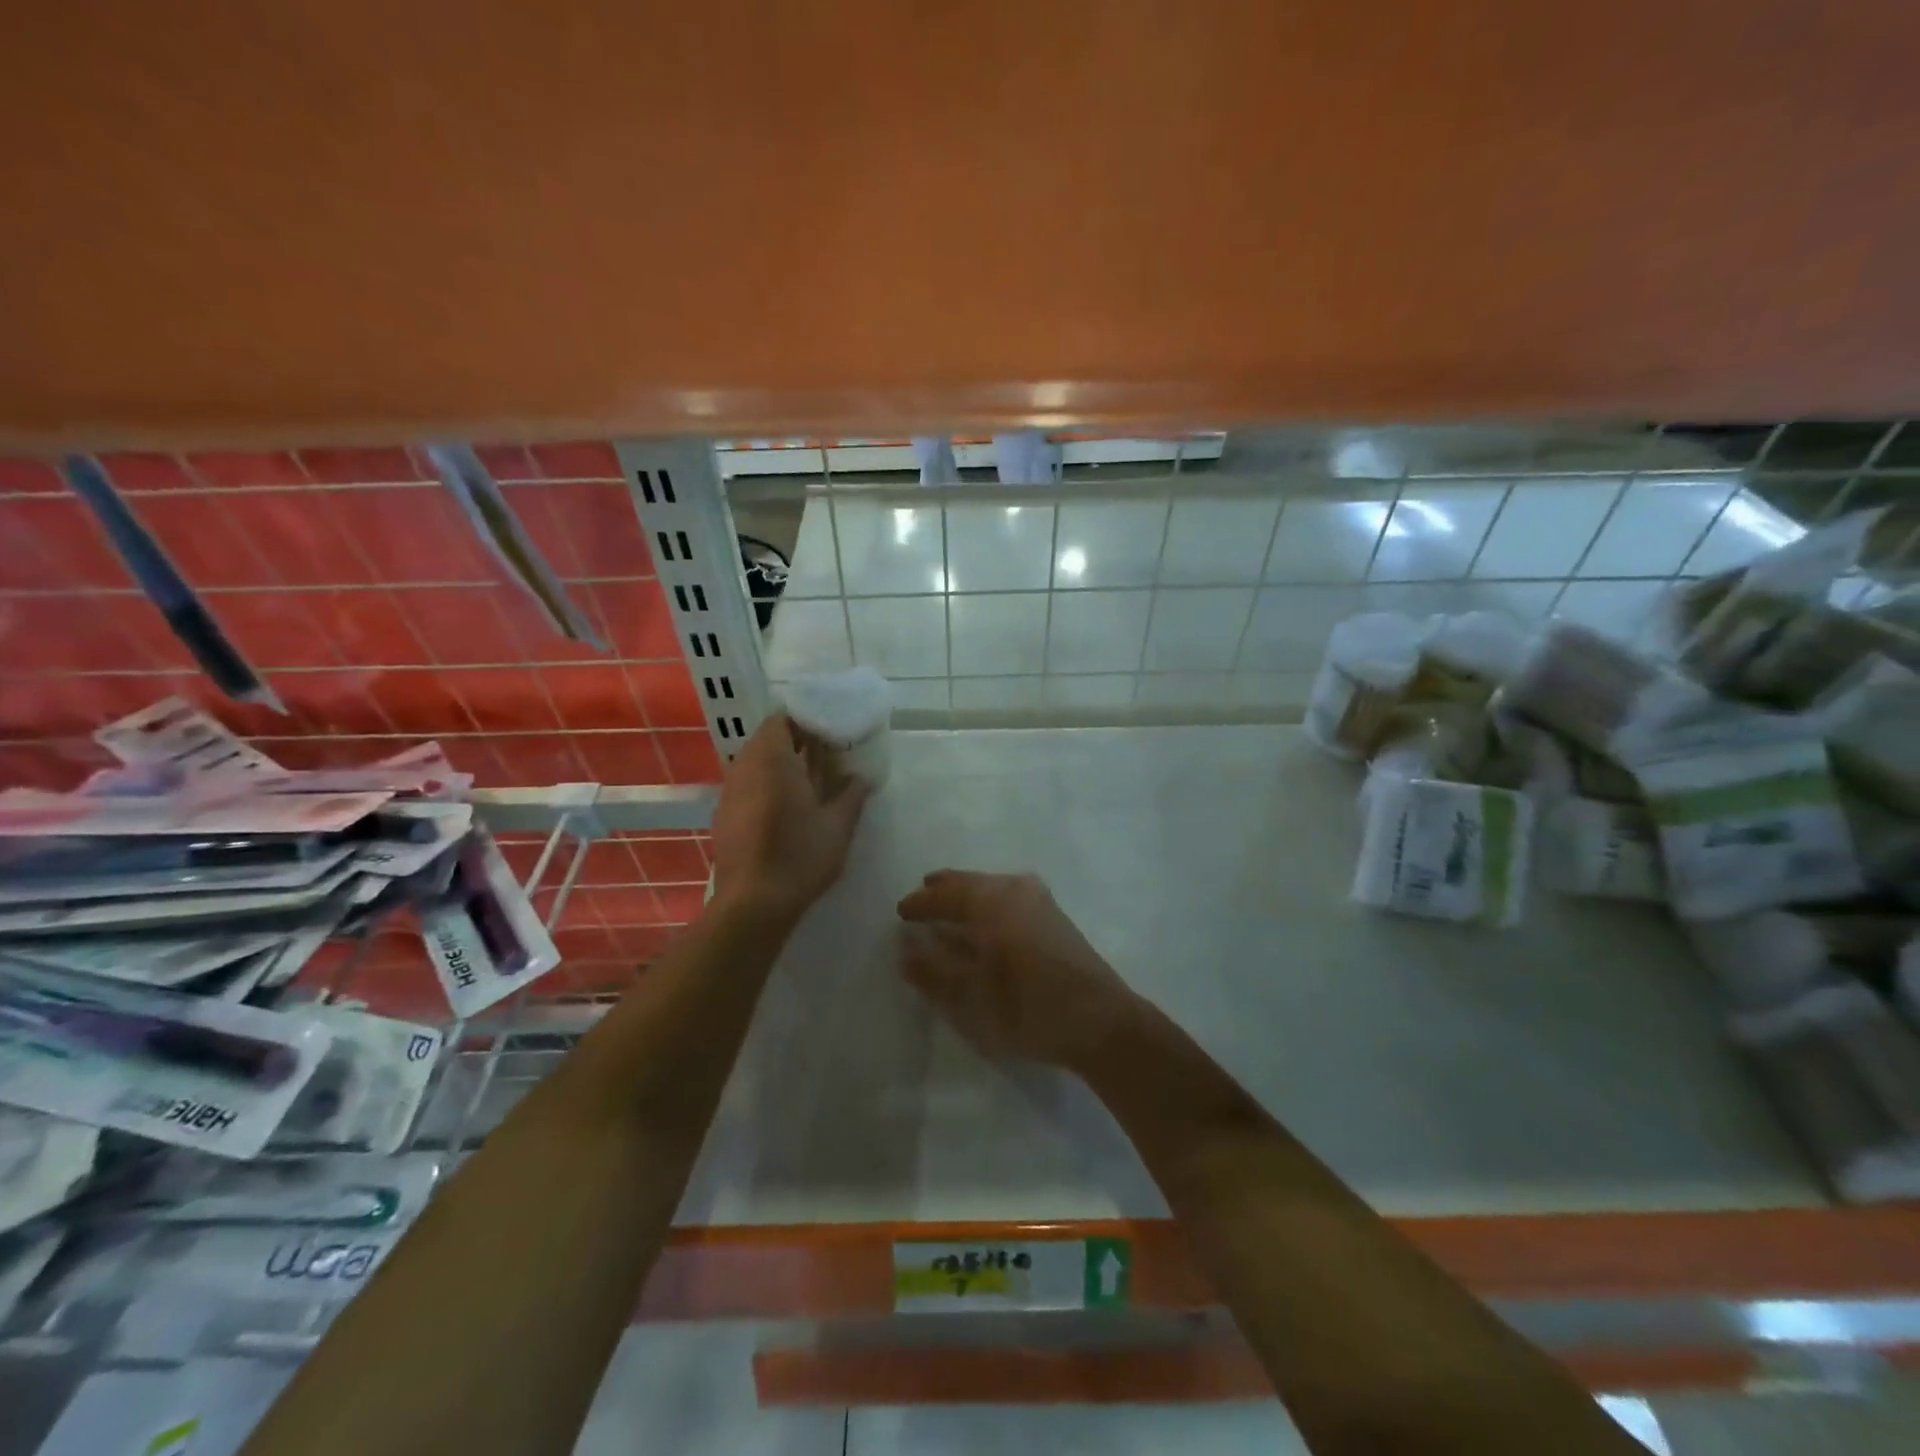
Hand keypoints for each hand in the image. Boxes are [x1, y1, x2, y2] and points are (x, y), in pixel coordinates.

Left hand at [711, 714, 869, 921]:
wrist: (752, 904)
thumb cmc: (799, 856)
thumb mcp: (838, 826)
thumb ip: (852, 795)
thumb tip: (862, 778)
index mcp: (772, 759)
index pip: (782, 718)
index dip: (806, 719)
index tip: (830, 727)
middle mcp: (745, 767)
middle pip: (769, 739)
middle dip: (797, 741)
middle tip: (827, 751)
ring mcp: (730, 791)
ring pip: (757, 762)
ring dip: (782, 764)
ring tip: (812, 778)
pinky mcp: (725, 814)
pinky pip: (748, 784)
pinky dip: (768, 784)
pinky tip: (789, 805)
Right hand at [896, 870, 1136, 1071]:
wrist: (1101, 1021)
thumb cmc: (1028, 1008)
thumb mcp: (971, 997)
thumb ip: (934, 971)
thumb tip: (906, 951)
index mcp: (991, 901)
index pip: (944, 894)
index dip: (920, 904)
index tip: (901, 912)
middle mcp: (1015, 889)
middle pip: (969, 883)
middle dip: (943, 891)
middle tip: (922, 897)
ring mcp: (1039, 900)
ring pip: (991, 887)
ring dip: (966, 896)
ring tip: (949, 908)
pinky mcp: (1054, 916)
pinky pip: (1008, 897)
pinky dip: (987, 904)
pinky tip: (984, 922)